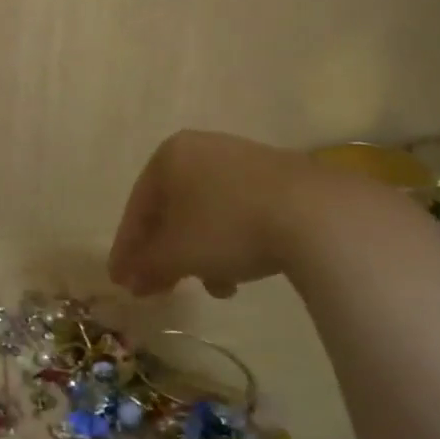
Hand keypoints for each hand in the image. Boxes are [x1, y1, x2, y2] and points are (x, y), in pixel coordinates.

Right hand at [108, 130, 344, 297]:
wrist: (318, 216)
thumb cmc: (226, 227)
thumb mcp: (175, 254)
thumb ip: (146, 266)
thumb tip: (130, 281)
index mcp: (167, 156)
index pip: (137, 208)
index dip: (127, 249)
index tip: (121, 281)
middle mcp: (201, 149)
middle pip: (172, 210)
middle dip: (165, 254)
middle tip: (159, 289)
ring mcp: (243, 160)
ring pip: (206, 214)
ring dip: (200, 253)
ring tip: (211, 288)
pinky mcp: (280, 177)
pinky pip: (239, 212)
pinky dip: (230, 242)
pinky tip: (241, 273)